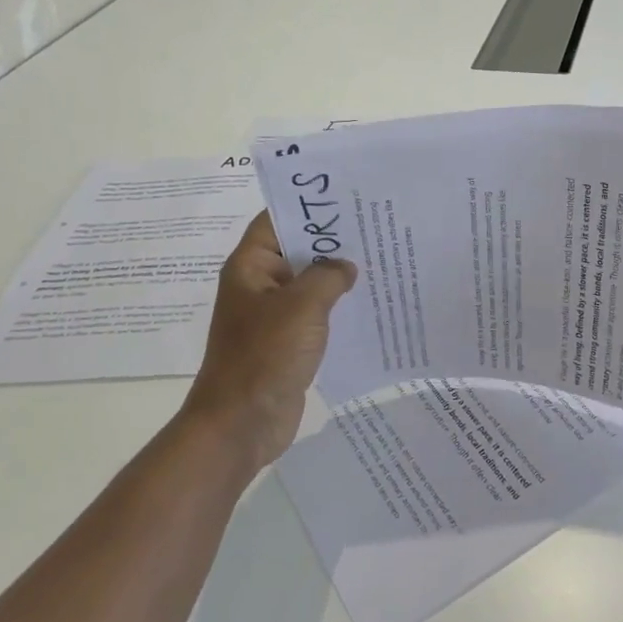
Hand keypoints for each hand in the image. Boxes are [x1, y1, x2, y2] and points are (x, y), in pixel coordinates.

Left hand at [182, 212, 356, 469]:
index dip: (310, 207)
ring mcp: (273, 315)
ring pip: (310, 284)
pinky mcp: (287, 342)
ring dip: (338, 276)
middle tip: (377, 227)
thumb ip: (328, 277)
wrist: (241, 423)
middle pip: (298, 250)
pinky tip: (370, 302)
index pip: (278, 219)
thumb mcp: (302, 306)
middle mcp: (260, 285)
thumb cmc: (265, 355)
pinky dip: (337, 306)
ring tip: (381, 260)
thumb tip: (345, 267)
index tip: (349, 198)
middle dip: (333, 241)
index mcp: (251, 267)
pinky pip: (315, 314)